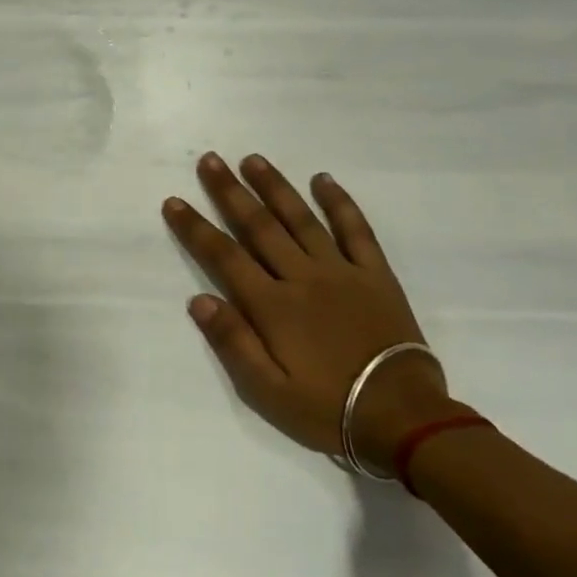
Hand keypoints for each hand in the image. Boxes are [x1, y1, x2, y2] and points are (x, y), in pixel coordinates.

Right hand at [162, 153, 452, 468]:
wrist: (402, 418)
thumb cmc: (326, 408)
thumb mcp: (266, 390)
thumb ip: (232, 342)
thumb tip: (198, 299)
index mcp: (272, 306)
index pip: (224, 257)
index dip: (195, 228)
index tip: (174, 202)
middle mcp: (303, 278)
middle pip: (259, 226)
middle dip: (230, 192)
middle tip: (210, 160)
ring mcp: (342, 272)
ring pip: (302, 219)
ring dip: (275, 187)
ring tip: (253, 159)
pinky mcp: (376, 275)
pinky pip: (356, 230)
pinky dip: (339, 203)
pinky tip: (323, 180)